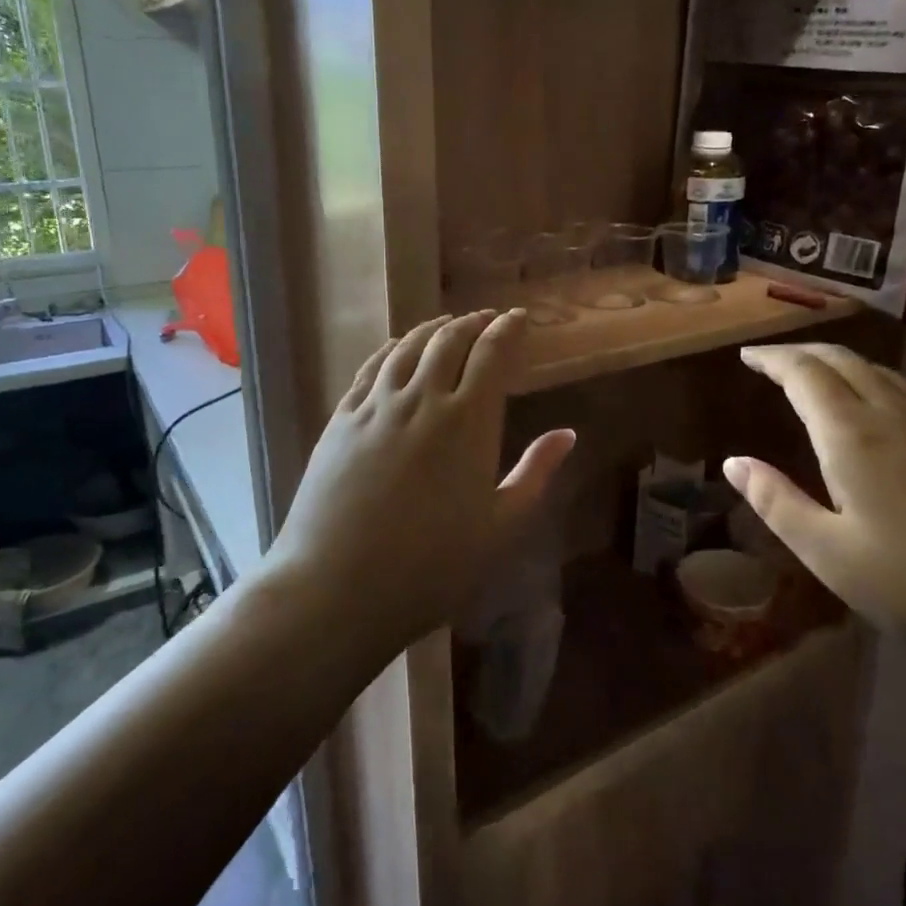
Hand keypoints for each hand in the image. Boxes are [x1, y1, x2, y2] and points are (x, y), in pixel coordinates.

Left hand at [268, 310, 575, 654]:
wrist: (338, 587)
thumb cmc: (432, 566)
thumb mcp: (500, 527)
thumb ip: (535, 474)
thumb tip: (567, 434)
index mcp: (468, 422)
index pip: (492, 354)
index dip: (508, 329)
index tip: (518, 318)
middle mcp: (423, 399)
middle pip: (449, 340)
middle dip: (472, 323)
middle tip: (486, 319)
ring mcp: (376, 406)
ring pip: (408, 347)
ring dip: (433, 328)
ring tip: (447, 324)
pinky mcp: (342, 419)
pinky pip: (370, 368)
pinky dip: (391, 348)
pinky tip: (397, 348)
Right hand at [724, 343, 905, 701]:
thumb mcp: (832, 557)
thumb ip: (778, 503)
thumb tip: (733, 462)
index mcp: (854, 437)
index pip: (805, 374)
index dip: (772, 359)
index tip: (746, 355)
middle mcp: (896, 418)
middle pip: (845, 361)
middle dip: (803, 352)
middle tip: (772, 360)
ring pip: (882, 373)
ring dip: (841, 363)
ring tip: (816, 375)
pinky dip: (875, 383)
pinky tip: (877, 413)